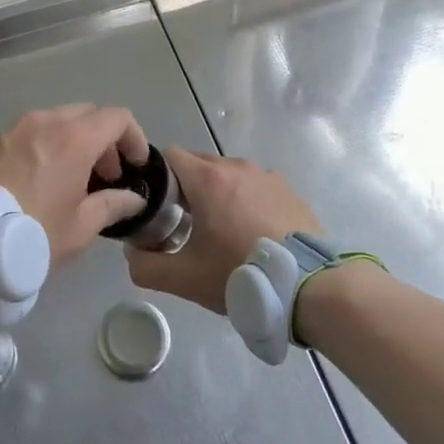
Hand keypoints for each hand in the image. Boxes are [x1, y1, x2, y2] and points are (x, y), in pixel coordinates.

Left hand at [0, 105, 150, 263]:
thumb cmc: (32, 235)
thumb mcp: (80, 228)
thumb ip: (112, 205)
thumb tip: (132, 198)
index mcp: (74, 138)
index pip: (117, 117)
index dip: (134, 137)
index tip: (135, 165)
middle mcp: (45, 121)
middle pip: (87, 114)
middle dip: (104, 139)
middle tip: (106, 175)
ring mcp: (15, 128)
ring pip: (57, 120)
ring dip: (75, 140)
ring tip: (73, 179)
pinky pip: (31, 132)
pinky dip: (47, 145)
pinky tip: (41, 179)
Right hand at [125, 148, 317, 313]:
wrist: (311, 287)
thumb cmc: (240, 274)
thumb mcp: (184, 278)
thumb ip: (146, 266)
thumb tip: (132, 254)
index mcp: (208, 178)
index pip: (169, 156)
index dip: (156, 179)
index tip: (156, 208)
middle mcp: (237, 167)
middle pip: (199, 164)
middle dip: (186, 188)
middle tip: (183, 225)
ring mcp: (268, 177)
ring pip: (229, 176)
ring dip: (217, 195)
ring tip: (221, 233)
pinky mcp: (290, 192)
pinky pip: (255, 188)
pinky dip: (246, 203)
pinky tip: (252, 236)